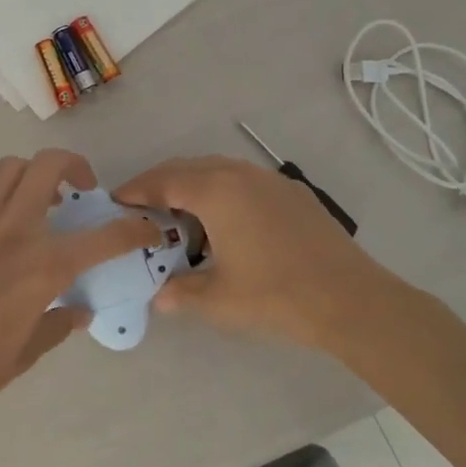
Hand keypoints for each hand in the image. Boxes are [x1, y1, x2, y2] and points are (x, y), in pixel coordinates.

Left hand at [0, 150, 159, 436]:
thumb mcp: (22, 356)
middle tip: (83, 191)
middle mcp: (10, 232)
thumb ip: (56, 326)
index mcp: (40, 267)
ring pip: (10, 172)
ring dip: (34, 176)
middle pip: (47, 166)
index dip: (133, 228)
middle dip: (75, 165)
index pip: (102, 237)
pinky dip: (3, 207)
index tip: (146, 227)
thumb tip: (78, 312)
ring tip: (42, 207)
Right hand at [114, 155, 410, 354]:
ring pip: (217, 169)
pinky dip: (221, 190)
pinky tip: (225, 221)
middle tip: (141, 207)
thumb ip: (181, 292)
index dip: (135, 190)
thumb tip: (158, 298)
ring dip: (192, 184)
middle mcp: (239, 174)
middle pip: (187, 167)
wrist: (349, 298)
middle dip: (160, 183)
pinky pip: (243, 180)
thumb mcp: (218, 299)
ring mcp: (269, 179)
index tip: (115, 201)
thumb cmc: (275, 295)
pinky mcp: (292, 192)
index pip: (163, 181)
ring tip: (179, 214)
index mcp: (215, 191)